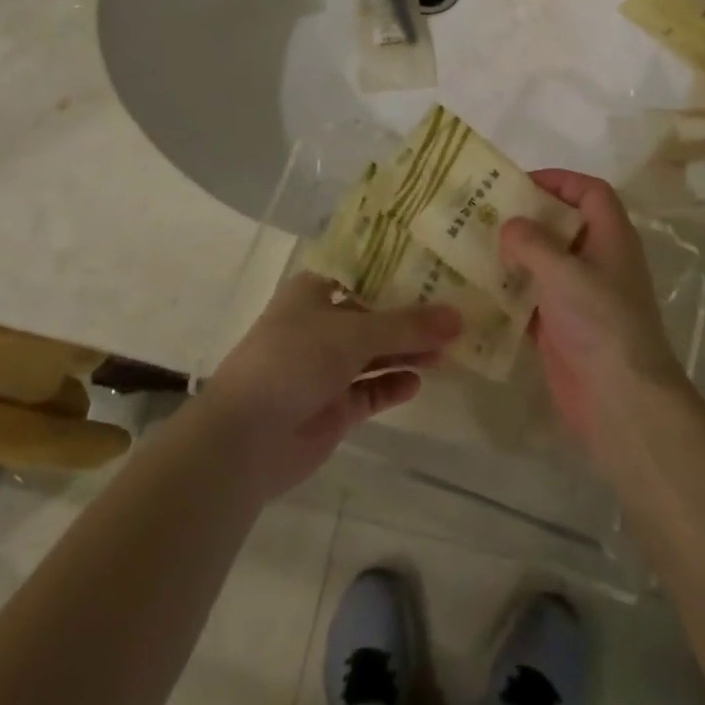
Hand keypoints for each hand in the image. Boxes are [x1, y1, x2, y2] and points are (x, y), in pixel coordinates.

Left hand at [199, 274, 460, 500]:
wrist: (246, 439)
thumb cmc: (293, 360)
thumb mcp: (353, 334)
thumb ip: (407, 326)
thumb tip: (459, 317)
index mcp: (314, 291)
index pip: (363, 273)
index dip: (398, 271)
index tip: (437, 266)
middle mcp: (321, 324)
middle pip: (374, 314)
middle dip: (411, 316)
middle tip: (456, 311)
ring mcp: (326, 368)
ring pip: (376, 354)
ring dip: (408, 351)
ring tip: (450, 348)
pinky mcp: (334, 407)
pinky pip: (371, 390)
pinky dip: (393, 385)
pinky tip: (419, 381)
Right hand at [501, 170, 688, 457]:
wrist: (621, 400)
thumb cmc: (599, 321)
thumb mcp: (563, 271)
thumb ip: (531, 242)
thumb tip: (509, 227)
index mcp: (610, 237)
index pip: (590, 192)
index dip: (560, 180)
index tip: (520, 183)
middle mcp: (597, 261)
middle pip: (562, 225)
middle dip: (527, 217)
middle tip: (485, 212)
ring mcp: (580, 296)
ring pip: (544, 262)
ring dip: (514, 254)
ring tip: (473, 244)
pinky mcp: (563, 327)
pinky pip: (532, 298)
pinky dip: (509, 291)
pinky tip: (477, 288)